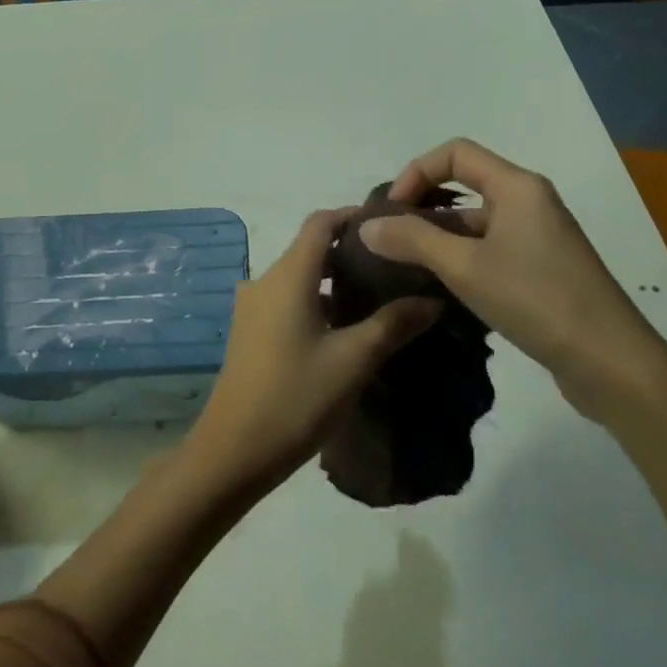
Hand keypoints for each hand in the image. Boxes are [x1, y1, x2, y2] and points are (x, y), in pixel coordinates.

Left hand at [186, 210, 441, 497]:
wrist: (234, 449)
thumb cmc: (296, 397)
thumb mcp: (353, 360)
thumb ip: (393, 324)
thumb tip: (433, 299)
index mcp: (287, 276)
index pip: (320, 222)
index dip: (354, 217)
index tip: (392, 227)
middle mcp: (265, 281)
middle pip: (310, 249)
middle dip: (351, 252)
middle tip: (396, 267)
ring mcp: (253, 307)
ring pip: (300, 278)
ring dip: (335, 281)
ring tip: (379, 298)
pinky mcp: (250, 332)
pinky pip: (288, 301)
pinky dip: (318, 302)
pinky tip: (346, 329)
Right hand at [360, 138, 666, 422]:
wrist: (611, 363)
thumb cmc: (537, 300)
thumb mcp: (465, 267)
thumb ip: (412, 240)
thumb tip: (366, 227)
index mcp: (517, 187)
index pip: (456, 153)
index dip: (417, 173)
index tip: (392, 211)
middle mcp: (530, 203)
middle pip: (465, 184)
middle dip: (423, 206)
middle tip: (390, 239)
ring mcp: (538, 238)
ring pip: (476, 222)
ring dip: (439, 236)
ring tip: (406, 267)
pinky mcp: (542, 270)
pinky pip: (491, 249)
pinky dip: (461, 258)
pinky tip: (440, 289)